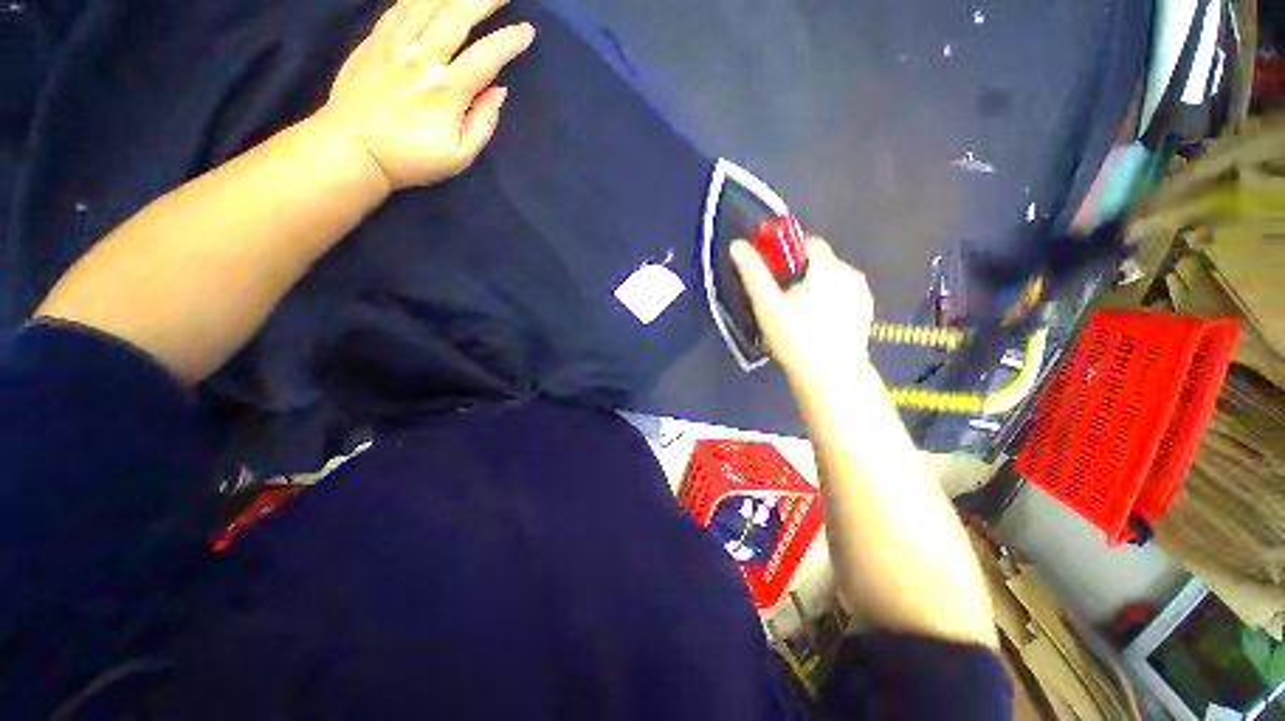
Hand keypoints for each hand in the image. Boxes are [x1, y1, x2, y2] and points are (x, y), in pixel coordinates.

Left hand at [314, 0, 534, 190]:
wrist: (354, 150)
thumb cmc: (412, 159)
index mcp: (447, 91)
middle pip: (457, 16)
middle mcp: (422, 59)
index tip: (527, 30)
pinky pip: (399, 7)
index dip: (509, 41)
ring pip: (427, 3)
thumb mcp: (459, 156)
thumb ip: (483, 123)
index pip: (486, 57)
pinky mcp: (374, 40)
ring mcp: (394, 45)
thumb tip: (499, 91)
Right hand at [730, 236, 874, 385]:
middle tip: (783, 299)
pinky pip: (843, 294)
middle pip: (820, 262)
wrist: (830, 374)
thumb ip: (753, 273)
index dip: (788, 252)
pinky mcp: (865, 311)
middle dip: (801, 274)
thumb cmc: (795, 337)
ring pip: (832, 278)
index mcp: (827, 267)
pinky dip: (830, 300)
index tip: (774, 271)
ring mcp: (861, 293)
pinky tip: (818, 322)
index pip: (809, 243)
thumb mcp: (767, 305)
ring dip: (816, 286)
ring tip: (800, 314)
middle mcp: (850, 273)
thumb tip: (737, 245)